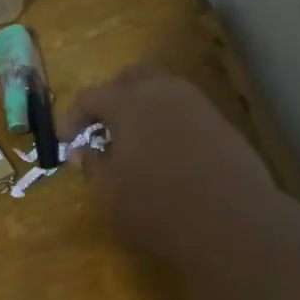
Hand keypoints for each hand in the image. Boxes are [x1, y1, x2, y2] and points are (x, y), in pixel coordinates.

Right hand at [65, 65, 279, 262]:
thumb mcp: (109, 192)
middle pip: (131, 79)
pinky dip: (167, 124)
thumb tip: (84, 152)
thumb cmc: (157, 206)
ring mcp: (197, 104)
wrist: (233, 220)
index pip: (90, 97)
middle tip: (102, 130)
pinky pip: (184, 112)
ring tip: (134, 144)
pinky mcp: (221, 124)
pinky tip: (166, 155)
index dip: (72, 118)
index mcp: (128, 101)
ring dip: (142, 110)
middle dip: (111, 100)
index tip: (67, 143)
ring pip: (162, 92)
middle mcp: (163, 91)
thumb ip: (92, 166)